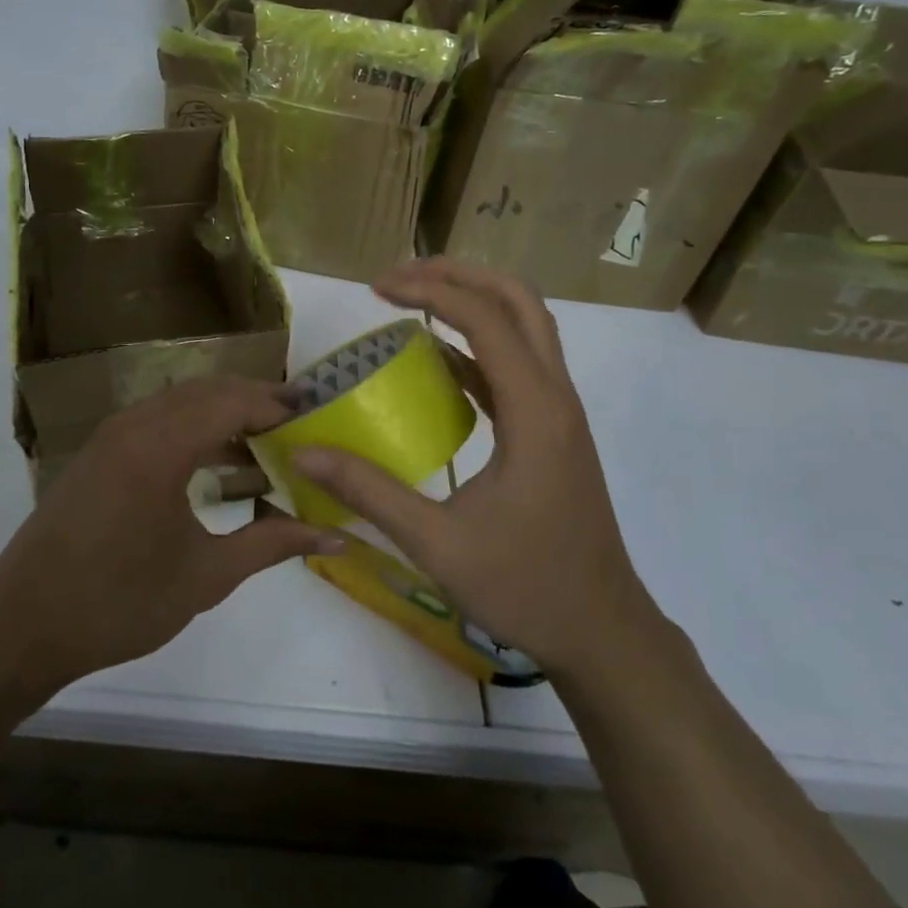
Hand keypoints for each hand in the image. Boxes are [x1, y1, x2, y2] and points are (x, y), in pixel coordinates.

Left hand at [0, 378, 342, 692]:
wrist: (23, 624)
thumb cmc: (119, 603)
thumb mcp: (205, 576)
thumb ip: (271, 545)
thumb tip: (335, 535)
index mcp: (161, 446)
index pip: (233, 402)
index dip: (277, 405)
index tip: (316, 418)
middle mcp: (135, 424)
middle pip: (208, 390)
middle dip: (255, 400)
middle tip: (298, 424)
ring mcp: (111, 434)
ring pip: (180, 400)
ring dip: (224, 410)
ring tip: (265, 440)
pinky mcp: (99, 450)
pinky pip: (157, 417)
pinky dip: (193, 424)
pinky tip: (215, 458)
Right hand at [293, 258, 659, 675]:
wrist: (604, 633)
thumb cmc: (526, 587)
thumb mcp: (437, 544)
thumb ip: (368, 491)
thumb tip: (303, 452)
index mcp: (536, 412)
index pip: (484, 319)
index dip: (429, 291)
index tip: (376, 287)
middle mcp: (555, 396)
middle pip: (518, 301)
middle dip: (459, 274)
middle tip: (400, 275)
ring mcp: (559, 412)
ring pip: (525, 325)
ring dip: (473, 300)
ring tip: (414, 298)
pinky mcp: (553, 430)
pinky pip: (516, 363)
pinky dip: (478, 343)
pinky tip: (436, 359)